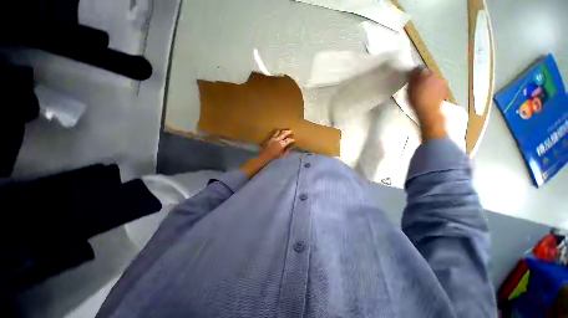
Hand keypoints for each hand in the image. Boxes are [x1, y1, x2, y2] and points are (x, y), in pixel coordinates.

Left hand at [259, 129, 294, 162]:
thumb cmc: (274, 157)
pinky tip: (277, 133)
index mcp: (282, 144)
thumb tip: (290, 147)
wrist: (264, 156)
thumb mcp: (282, 155)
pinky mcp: (268, 138)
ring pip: (278, 131)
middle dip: (288, 132)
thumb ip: (287, 151)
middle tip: (290, 131)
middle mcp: (277, 139)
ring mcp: (272, 138)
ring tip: (284, 131)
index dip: (292, 139)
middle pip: (284, 133)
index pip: (289, 140)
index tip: (294, 139)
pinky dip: (276, 132)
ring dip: (282, 131)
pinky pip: (273, 133)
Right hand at [407, 68, 447, 141]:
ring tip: (422, 90)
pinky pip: (437, 86)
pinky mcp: (444, 90)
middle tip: (416, 84)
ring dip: (428, 83)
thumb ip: (412, 79)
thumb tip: (412, 72)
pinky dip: (433, 88)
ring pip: (433, 80)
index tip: (410, 78)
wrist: (429, 113)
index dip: (414, 73)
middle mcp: (436, 76)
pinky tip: (428, 94)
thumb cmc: (417, 102)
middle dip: (422, 77)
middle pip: (428, 74)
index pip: (419, 69)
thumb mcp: (409, 90)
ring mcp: (442, 83)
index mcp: (427, 75)